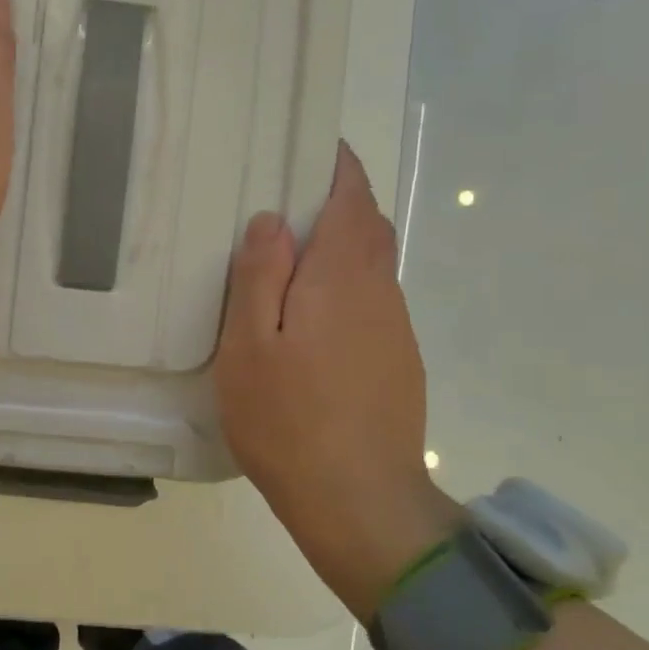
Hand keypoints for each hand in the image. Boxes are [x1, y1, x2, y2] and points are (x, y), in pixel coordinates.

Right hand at [213, 141, 462, 618]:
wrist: (358, 500)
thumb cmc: (288, 418)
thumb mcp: (249, 346)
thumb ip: (260, 276)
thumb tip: (273, 219)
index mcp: (342, 277)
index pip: (352, 198)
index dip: (337, 167)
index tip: (310, 149)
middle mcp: (380, 292)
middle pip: (369, 227)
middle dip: (339, 202)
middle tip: (288, 203)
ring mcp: (395, 329)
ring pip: (374, 266)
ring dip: (342, 247)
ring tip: (291, 261)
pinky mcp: (399, 361)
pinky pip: (374, 302)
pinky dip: (348, 287)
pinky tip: (313, 321)